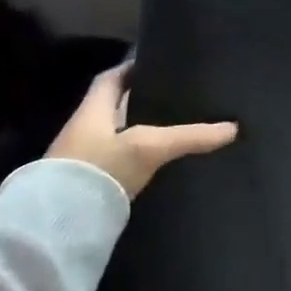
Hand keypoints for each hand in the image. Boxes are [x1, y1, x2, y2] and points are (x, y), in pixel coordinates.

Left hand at [46, 68, 237, 198]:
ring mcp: (82, 161)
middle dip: (140, 102)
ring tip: (173, 131)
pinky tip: (156, 167)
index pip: (111, 80)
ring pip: (116, 138)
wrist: (57, 226)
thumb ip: (190, 137)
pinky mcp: (87, 188)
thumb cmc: (99, 170)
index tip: (155, 65)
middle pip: (114, 108)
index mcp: (92, 111)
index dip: (131, 69)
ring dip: (139, 134)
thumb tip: (234, 128)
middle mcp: (83, 131)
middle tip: (174, 99)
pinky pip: (116, 165)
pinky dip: (135, 161)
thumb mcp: (150, 147)